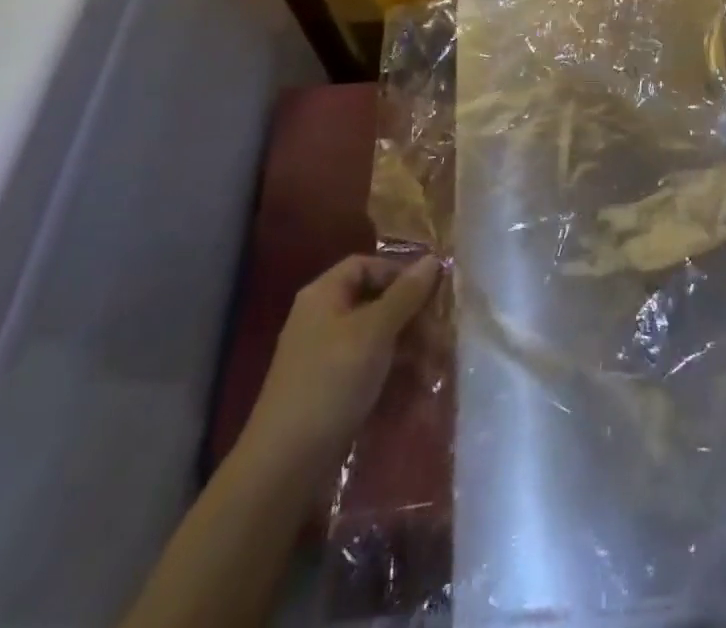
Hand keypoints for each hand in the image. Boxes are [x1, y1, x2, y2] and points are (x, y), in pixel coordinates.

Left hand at [238, 253, 441, 481]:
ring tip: (436, 366)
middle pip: (374, 301)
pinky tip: (415, 388)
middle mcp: (322, 319)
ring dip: (408, 347)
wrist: (284, 467)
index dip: (399, 273)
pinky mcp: (330, 390)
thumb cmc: (331, 382)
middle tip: (441, 336)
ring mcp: (324, 357)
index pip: (366, 265)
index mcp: (324, 295)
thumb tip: (433, 259)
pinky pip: (368, 368)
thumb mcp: (375, 331)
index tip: (430, 292)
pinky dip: (392, 372)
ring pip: (375, 337)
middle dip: (410, 316)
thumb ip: (406, 294)